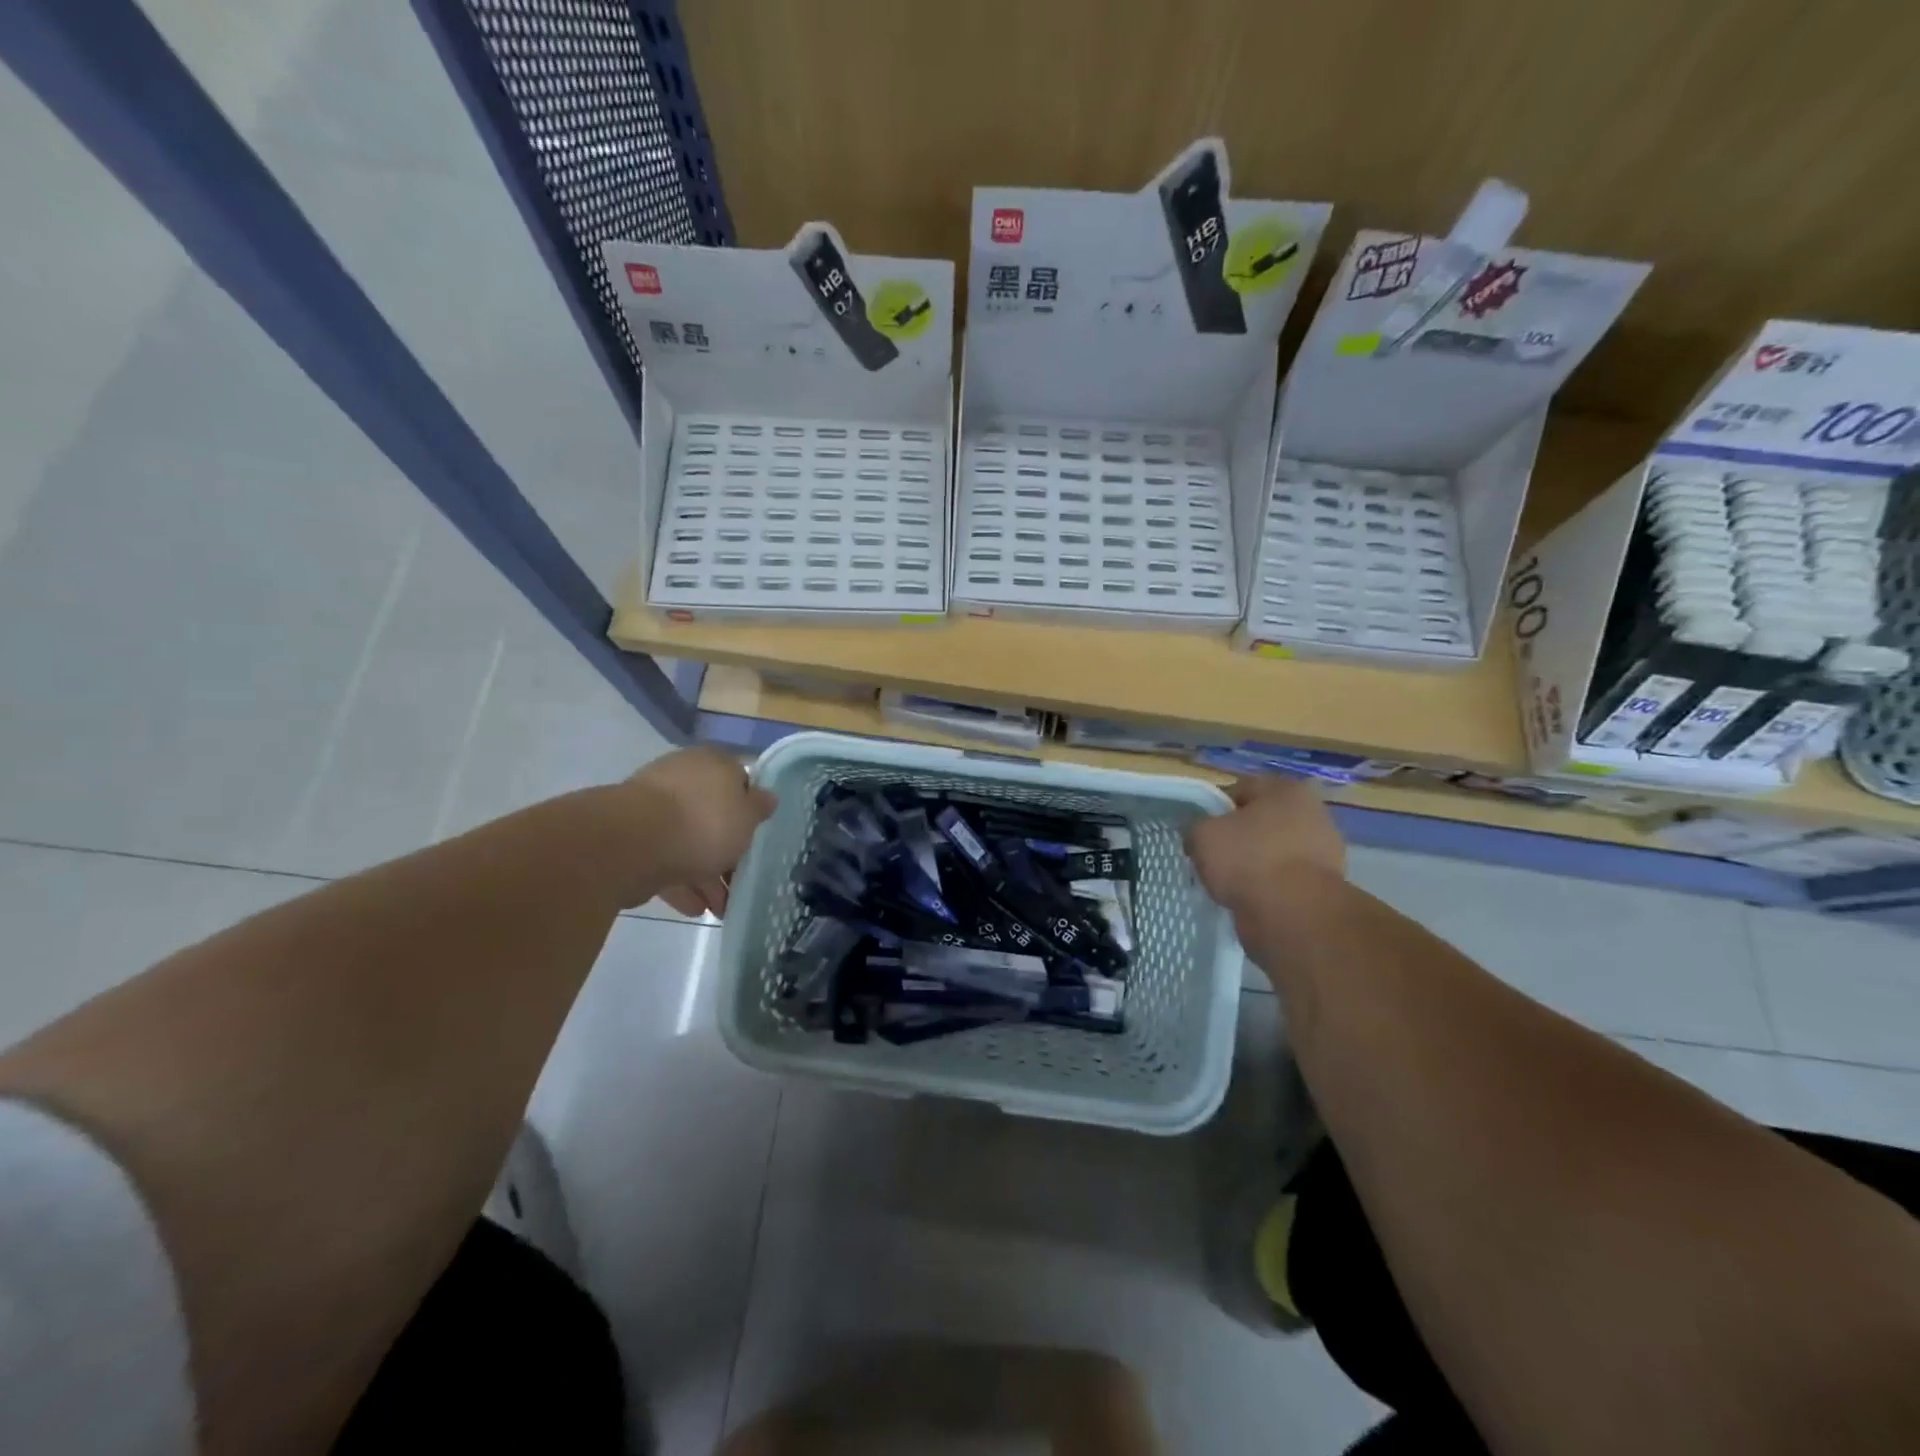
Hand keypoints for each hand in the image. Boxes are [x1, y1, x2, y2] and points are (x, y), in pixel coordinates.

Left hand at [621, 747, 775, 915]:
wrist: (634, 843)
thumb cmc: (704, 822)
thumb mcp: (747, 816)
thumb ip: (759, 808)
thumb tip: (767, 797)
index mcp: (712, 763)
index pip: (738, 781)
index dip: (750, 810)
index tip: (757, 837)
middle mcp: (681, 777)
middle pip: (711, 814)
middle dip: (726, 849)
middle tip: (739, 879)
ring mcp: (652, 808)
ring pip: (687, 840)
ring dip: (705, 873)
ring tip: (720, 907)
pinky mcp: (631, 838)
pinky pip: (664, 859)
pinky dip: (681, 882)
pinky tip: (695, 908)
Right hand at [1185, 775, 1344, 913]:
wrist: (1293, 915)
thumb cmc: (1248, 859)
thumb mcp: (1202, 835)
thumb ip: (1196, 827)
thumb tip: (1200, 836)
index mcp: (1286, 790)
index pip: (1240, 790)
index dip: (1214, 809)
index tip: (1200, 831)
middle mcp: (1312, 814)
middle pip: (1259, 822)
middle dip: (1236, 838)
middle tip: (1212, 857)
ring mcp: (1323, 852)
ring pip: (1271, 852)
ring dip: (1251, 865)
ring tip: (1227, 883)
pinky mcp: (1323, 886)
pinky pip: (1283, 880)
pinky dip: (1266, 887)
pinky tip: (1248, 898)